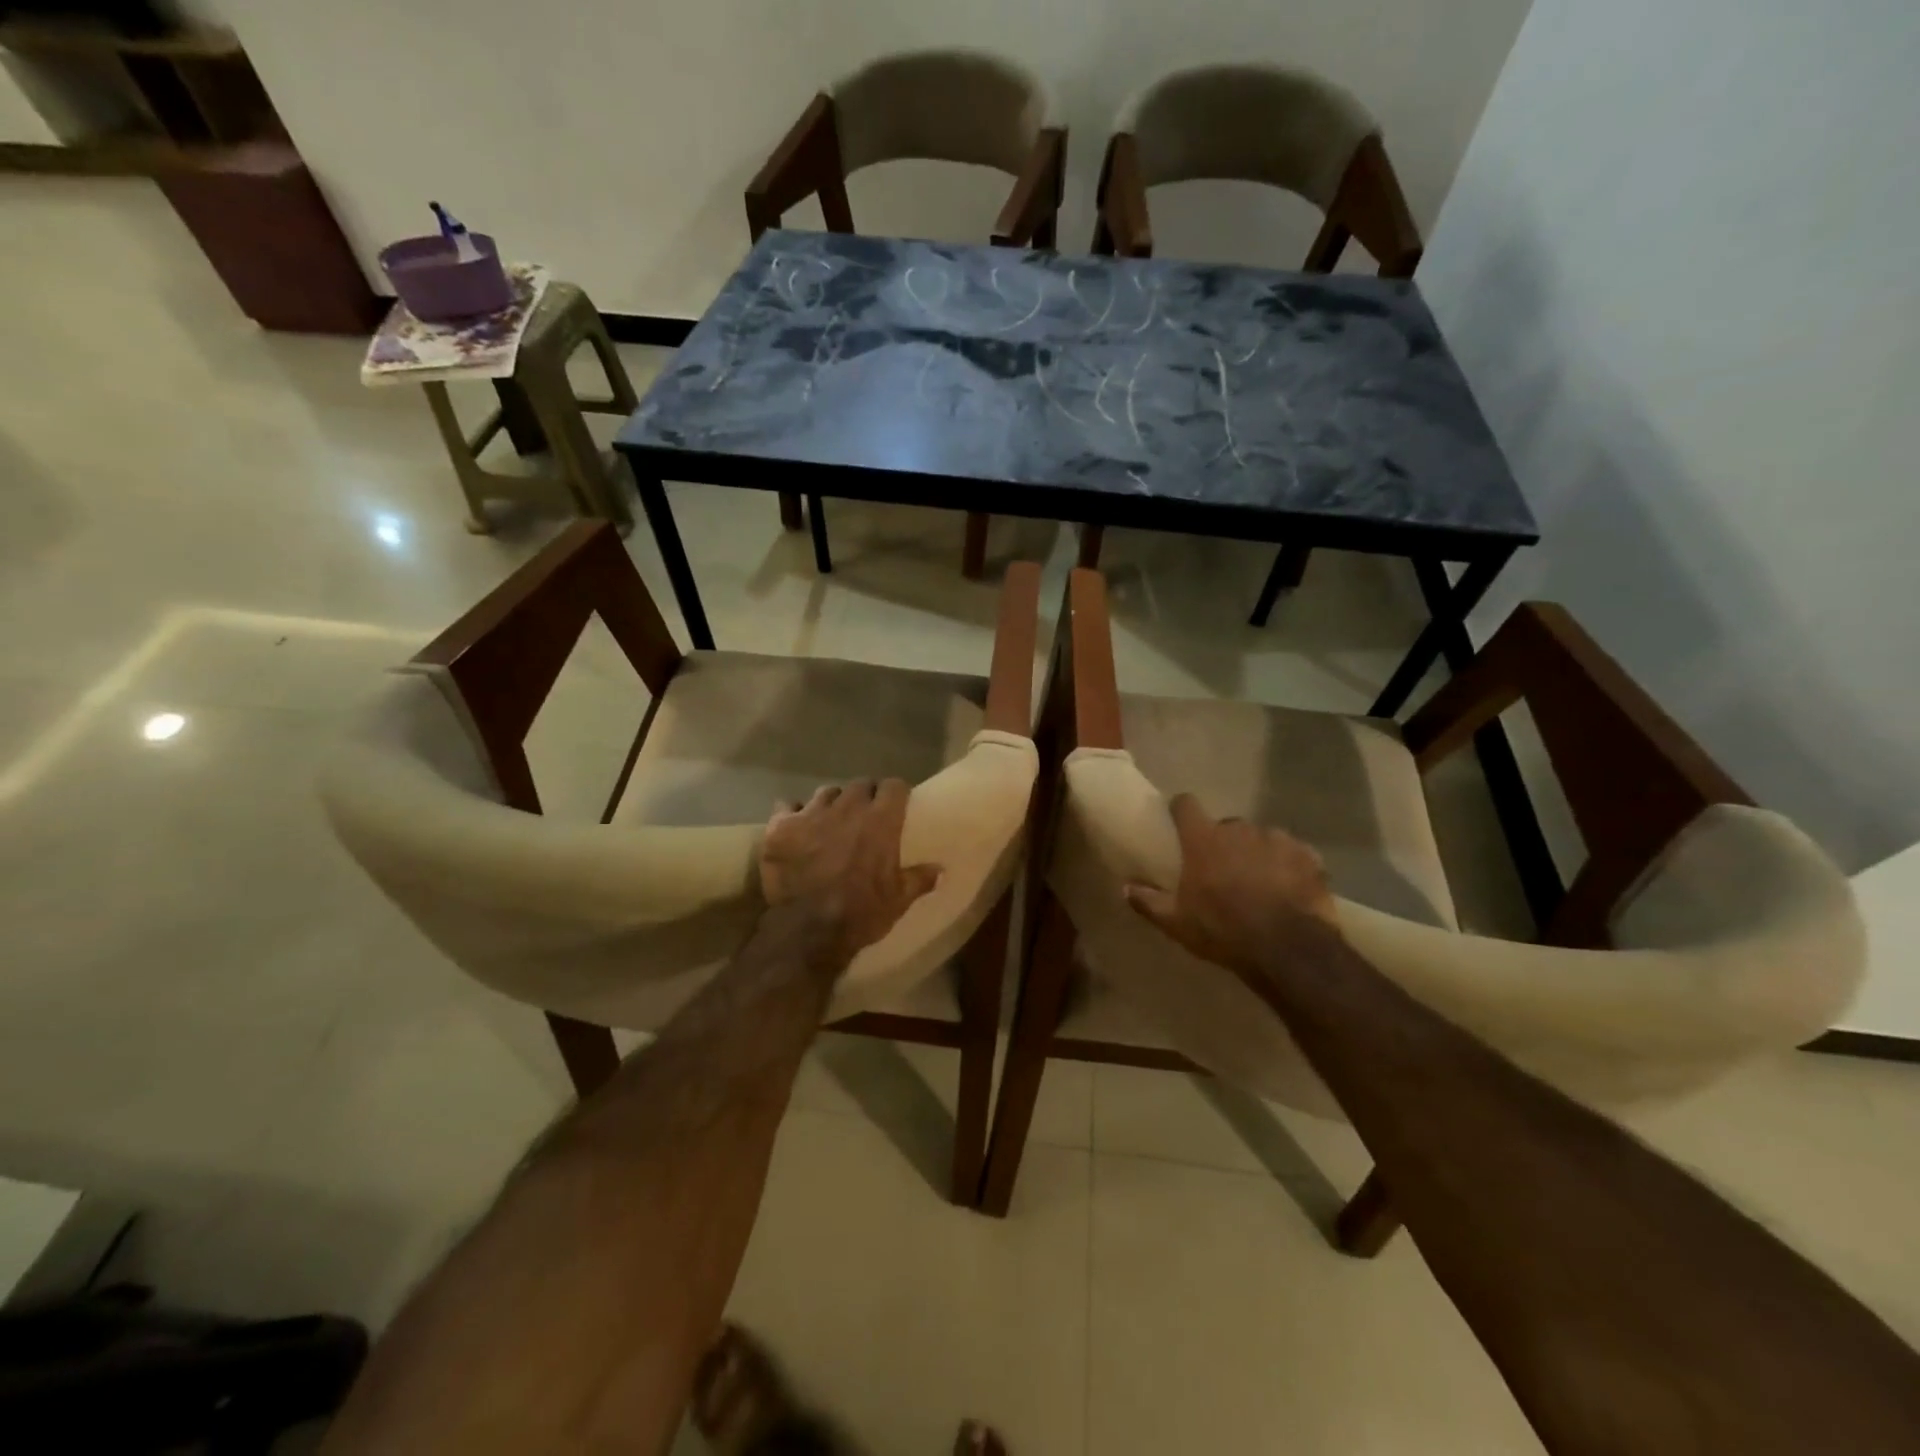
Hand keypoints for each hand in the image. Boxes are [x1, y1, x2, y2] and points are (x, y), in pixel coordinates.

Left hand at [759, 780, 939, 968]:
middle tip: (864, 816)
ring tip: (830, 822)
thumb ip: (919, 880)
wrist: (807, 931)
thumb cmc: (860, 914)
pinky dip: (792, 815)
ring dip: (831, 804)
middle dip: (864, 796)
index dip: (895, 794)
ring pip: (825, 793)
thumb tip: (940, 869)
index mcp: (880, 821)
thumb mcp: (898, 901)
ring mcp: (811, 814)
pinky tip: (794, 829)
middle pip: (860, 785)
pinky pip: (786, 806)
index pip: (894, 786)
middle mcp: (847, 808)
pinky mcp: (780, 827)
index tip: (896, 804)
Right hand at [1124, 793, 1338, 974]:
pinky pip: (1294, 854)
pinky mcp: (1308, 856)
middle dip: (1224, 842)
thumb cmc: (1223, 930)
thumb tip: (1125, 887)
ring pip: (1262, 838)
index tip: (1179, 820)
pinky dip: (1289, 866)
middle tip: (1224, 870)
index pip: (1186, 805)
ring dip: (1258, 853)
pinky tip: (1289, 890)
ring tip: (1260, 882)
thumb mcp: (1177, 922)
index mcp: (1204, 839)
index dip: (1181, 810)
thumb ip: (1148, 901)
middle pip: (1227, 825)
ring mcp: (1277, 839)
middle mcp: (1239, 829)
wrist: (1288, 949)